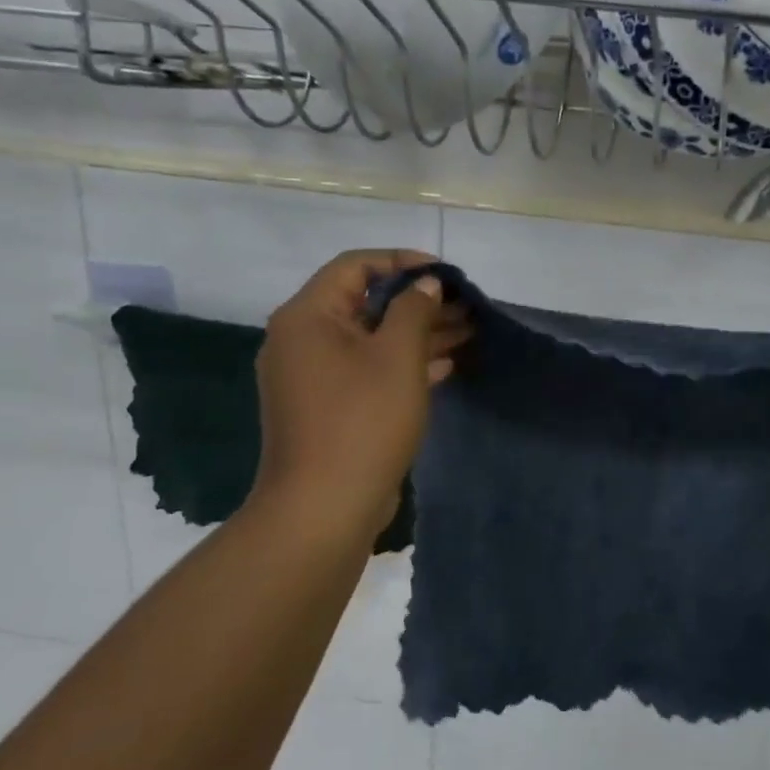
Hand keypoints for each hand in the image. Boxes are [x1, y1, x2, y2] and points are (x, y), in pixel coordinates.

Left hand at [245, 250, 469, 537]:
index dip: (403, 262)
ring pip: (370, 340)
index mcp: (308, 316)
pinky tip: (445, 368)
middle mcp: (302, 340)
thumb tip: (425, 285)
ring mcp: (312, 377)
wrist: (324, 508)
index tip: (446, 274)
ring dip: (417, 335)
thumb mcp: (398, 356)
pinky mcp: (326, 408)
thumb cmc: (363, 420)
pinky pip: (367, 371)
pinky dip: (403, 365)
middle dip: (419, 303)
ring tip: (467, 332)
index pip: (356, 266)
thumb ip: (415, 310)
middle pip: (365, 304)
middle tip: (465, 307)